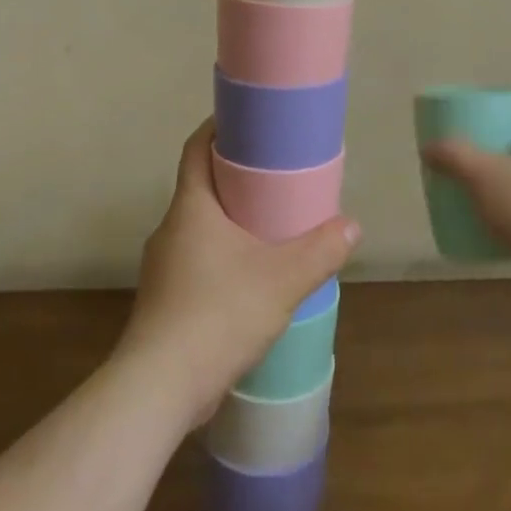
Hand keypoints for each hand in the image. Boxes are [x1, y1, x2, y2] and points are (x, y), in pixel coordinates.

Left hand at [117, 117, 358, 427]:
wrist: (158, 388)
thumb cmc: (217, 314)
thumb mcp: (282, 279)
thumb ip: (320, 250)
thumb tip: (351, 226)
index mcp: (191, 207)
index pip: (196, 148)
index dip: (218, 127)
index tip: (248, 121)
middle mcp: (170, 229)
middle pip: (201, 185)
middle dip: (235, 176)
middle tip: (275, 175)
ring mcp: (163, 267)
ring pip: (200, 226)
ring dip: (230, 220)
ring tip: (270, 226)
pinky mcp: (165, 301)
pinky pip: (197, 260)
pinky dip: (223, 255)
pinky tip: (250, 277)